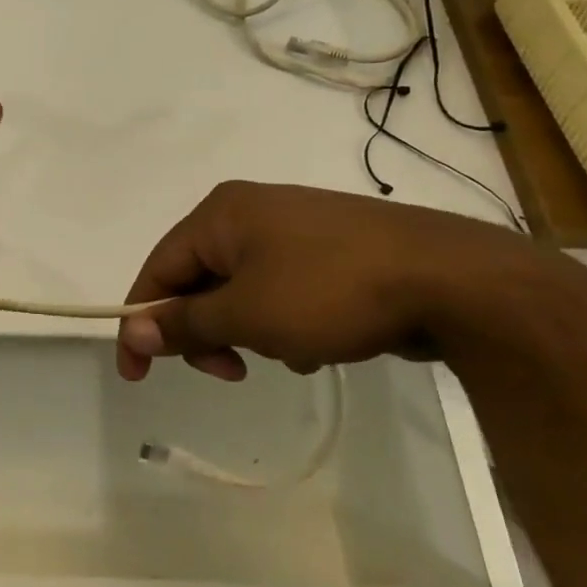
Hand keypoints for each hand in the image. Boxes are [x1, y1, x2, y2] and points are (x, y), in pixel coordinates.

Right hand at [115, 181, 535, 381]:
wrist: (452, 279)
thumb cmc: (330, 291)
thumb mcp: (247, 314)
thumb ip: (186, 322)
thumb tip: (134, 328)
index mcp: (220, 214)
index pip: (157, 267)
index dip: (141, 321)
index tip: (137, 375)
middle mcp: (249, 211)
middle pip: (199, 279)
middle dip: (208, 331)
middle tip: (231, 373)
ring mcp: (293, 228)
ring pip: (242, 290)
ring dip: (250, 330)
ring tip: (290, 354)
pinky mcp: (329, 249)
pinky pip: (280, 289)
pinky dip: (284, 321)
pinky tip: (319, 346)